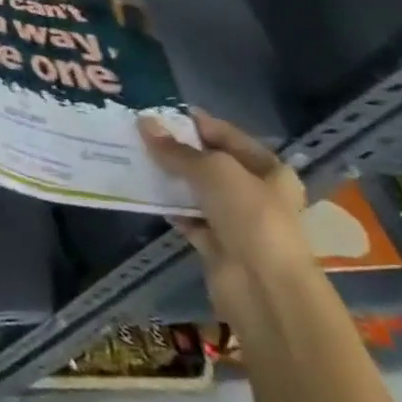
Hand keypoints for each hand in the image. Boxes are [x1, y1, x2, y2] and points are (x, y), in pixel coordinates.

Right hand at [140, 108, 311, 327]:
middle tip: (138, 133)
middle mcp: (256, 193)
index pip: (226, 135)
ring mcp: (236, 221)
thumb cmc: (250, 216)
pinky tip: (142, 192)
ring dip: (169, 177)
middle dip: (176, 150)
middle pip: (210, 163)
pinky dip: (168, 207)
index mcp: (269, 170)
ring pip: (196, 190)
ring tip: (132, 156)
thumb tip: (144, 123)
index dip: (194, 122)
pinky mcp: (217, 244)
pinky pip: (187, 217)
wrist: (264, 288)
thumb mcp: (213, 170)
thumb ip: (177, 149)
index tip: (156, 112)